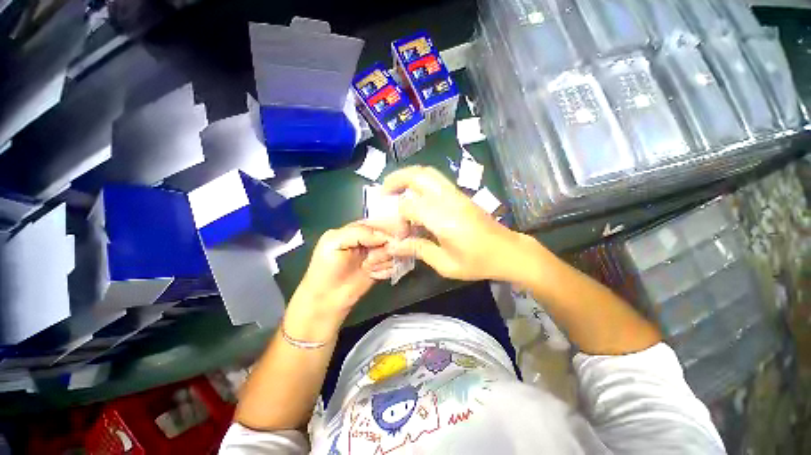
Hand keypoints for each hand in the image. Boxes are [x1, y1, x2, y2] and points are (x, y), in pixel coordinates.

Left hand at [292, 223, 392, 318]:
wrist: (327, 300)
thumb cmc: (325, 269)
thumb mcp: (334, 242)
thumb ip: (359, 233)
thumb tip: (384, 236)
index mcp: (357, 229)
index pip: (378, 223)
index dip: (386, 229)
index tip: (388, 240)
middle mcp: (369, 240)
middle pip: (389, 237)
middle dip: (383, 248)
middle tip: (371, 259)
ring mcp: (376, 254)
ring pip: (394, 251)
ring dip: (383, 261)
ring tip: (368, 268)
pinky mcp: (381, 268)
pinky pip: (394, 264)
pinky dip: (385, 270)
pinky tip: (372, 274)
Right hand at [367, 166, 530, 280]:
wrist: (508, 251)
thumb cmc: (478, 262)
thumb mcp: (446, 264)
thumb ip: (418, 250)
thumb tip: (395, 246)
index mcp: (444, 219)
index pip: (409, 206)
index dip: (398, 218)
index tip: (399, 234)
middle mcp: (449, 200)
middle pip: (419, 175)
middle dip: (397, 178)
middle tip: (383, 190)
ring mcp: (457, 195)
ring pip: (428, 173)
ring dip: (408, 176)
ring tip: (395, 189)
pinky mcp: (461, 196)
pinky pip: (436, 181)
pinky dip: (419, 182)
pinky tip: (414, 196)